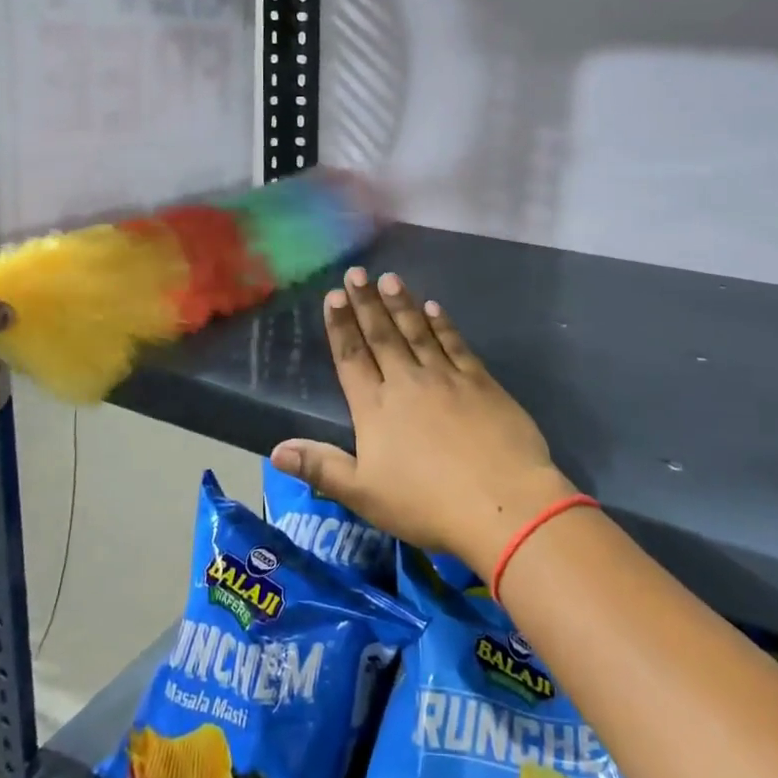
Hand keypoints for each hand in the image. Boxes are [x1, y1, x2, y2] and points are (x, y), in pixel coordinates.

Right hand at [271, 267, 573, 579]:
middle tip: (357, 272)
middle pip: (382, 335)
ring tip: (389, 278)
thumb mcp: (364, 495)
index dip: (341, 326)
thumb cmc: (427, 504)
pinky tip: (434, 307)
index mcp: (375, 408)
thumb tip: (275, 450)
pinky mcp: (481, 381)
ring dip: (402, 304)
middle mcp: (407, 382)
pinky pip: (455, 344)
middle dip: (366, 302)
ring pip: (417, 331)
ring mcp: (446, 377)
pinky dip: (443, 324)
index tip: (334, 296)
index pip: (352, 358)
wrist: (502, 503)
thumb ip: (321, 468)